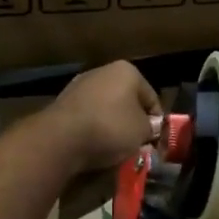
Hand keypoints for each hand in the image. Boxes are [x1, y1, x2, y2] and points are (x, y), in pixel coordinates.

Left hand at [41, 61, 161, 172]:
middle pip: (127, 100)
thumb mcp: (142, 131)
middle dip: (133, 121)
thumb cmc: (111, 127)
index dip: (157, 121)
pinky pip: (88, 116)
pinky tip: (95, 144)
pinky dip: (94, 128)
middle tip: (137, 144)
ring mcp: (80, 85)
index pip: (151, 98)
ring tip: (116, 148)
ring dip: (113, 125)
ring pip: (106, 108)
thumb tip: (150, 128)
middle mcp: (103, 71)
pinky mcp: (63, 102)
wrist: (62, 137)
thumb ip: (151, 128)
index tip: (156, 140)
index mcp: (127, 71)